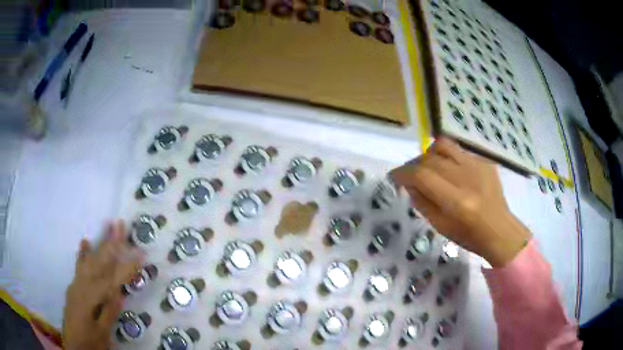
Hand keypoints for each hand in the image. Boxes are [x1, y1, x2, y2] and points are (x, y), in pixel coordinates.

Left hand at [63, 221, 142, 349]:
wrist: (73, 346)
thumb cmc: (90, 342)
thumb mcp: (102, 333)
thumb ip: (108, 312)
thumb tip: (118, 293)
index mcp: (91, 299)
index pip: (112, 279)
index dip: (127, 267)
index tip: (140, 254)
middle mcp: (82, 286)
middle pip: (99, 262)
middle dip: (111, 243)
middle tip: (120, 224)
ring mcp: (76, 284)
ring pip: (89, 260)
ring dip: (99, 243)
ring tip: (105, 225)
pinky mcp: (74, 287)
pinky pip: (79, 266)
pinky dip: (82, 254)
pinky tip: (85, 242)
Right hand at [390, 138, 529, 266]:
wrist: (500, 230)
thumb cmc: (469, 236)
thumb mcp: (440, 226)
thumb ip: (422, 203)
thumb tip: (409, 183)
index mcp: (456, 201)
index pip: (422, 175)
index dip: (403, 172)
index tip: (395, 176)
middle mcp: (467, 178)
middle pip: (430, 158)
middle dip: (414, 165)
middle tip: (411, 175)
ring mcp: (478, 166)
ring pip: (444, 145)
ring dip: (430, 154)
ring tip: (430, 167)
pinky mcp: (485, 161)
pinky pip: (459, 152)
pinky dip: (448, 159)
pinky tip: (453, 173)